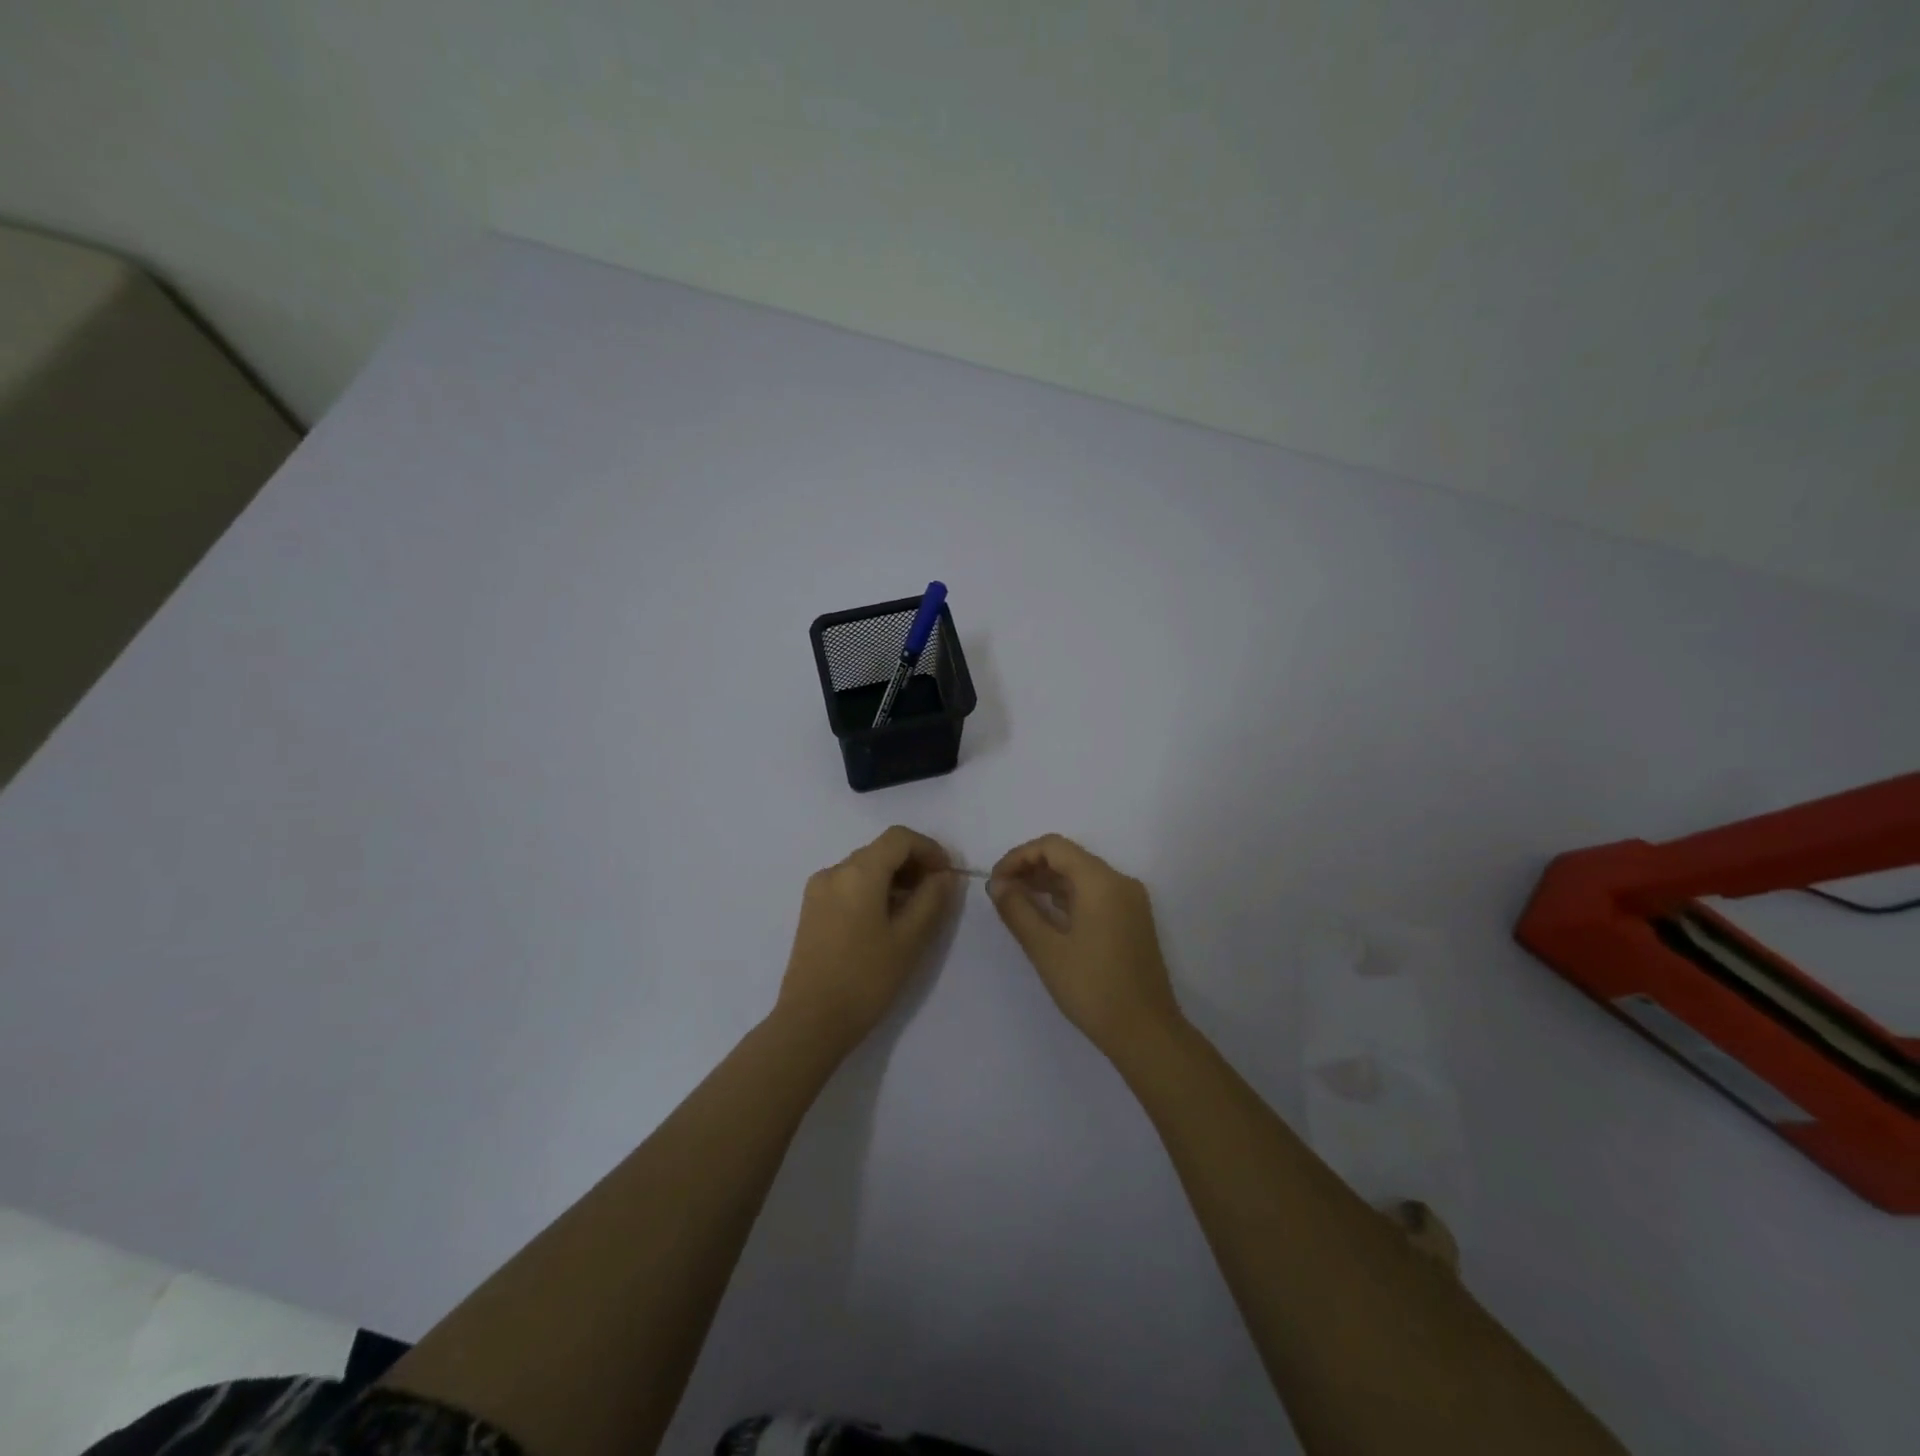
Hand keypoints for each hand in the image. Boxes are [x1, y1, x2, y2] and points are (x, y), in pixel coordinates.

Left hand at [777, 826, 958, 1051]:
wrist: (811, 1022)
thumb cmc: (866, 979)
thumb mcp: (910, 939)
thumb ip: (932, 899)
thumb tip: (944, 875)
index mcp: (858, 872)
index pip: (899, 838)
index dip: (929, 849)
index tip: (948, 875)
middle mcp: (834, 871)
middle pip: (880, 850)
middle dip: (913, 863)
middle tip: (937, 894)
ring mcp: (818, 890)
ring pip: (864, 867)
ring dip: (894, 878)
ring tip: (915, 910)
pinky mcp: (811, 909)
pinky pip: (848, 884)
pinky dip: (873, 889)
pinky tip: (886, 920)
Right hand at [988, 834, 1183, 1055]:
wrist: (1145, 1032)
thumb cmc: (1092, 988)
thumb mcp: (1046, 949)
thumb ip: (1018, 910)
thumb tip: (997, 884)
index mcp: (1102, 881)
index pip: (1054, 846)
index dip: (1019, 856)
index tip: (996, 881)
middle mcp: (1120, 882)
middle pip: (1069, 856)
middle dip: (1032, 867)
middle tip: (1002, 891)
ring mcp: (1130, 901)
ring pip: (1082, 875)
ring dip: (1048, 881)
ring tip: (1017, 901)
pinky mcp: (1132, 919)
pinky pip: (1095, 893)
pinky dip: (1068, 896)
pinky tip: (1046, 914)